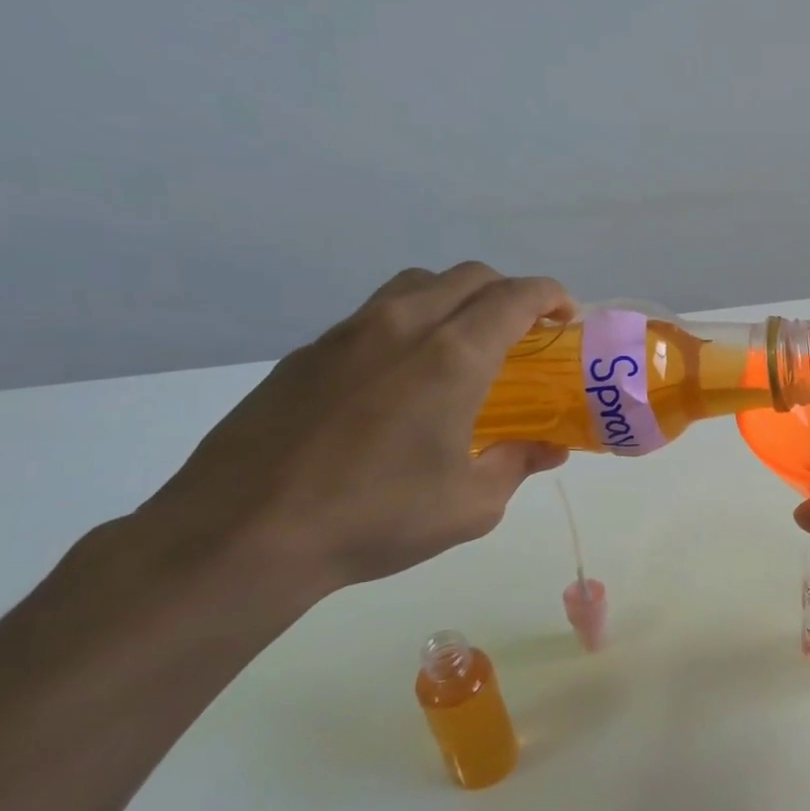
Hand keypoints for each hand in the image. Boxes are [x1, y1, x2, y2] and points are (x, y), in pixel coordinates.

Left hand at [138, 264, 573, 605]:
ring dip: (456, 299)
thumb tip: (548, 450)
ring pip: (417, 285)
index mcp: (453, 357)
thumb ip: (517, 464)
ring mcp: (347, 334)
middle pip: (469, 276)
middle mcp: (403, 326)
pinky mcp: (307, 353)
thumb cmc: (375, 517)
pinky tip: (401, 380)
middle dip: (509, 293)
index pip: (515, 296)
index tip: (566, 318)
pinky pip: (374, 315)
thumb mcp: (470, 505)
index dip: (551, 296)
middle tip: (524, 335)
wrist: (243, 534)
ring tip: (465, 346)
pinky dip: (409, 324)